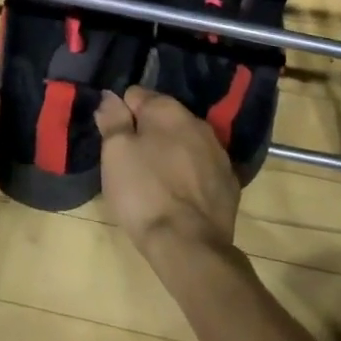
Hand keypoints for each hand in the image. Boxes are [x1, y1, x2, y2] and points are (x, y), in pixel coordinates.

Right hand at [95, 86, 239, 264]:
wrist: (189, 245)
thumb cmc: (143, 191)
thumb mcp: (114, 152)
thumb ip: (112, 118)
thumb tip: (110, 96)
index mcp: (168, 110)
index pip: (136, 95)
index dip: (121, 115)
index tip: (114, 139)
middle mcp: (198, 123)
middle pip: (163, 118)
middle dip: (148, 132)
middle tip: (131, 161)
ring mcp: (218, 153)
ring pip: (185, 142)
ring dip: (171, 152)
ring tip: (155, 180)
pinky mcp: (230, 183)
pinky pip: (202, 167)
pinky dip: (190, 174)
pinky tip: (178, 196)